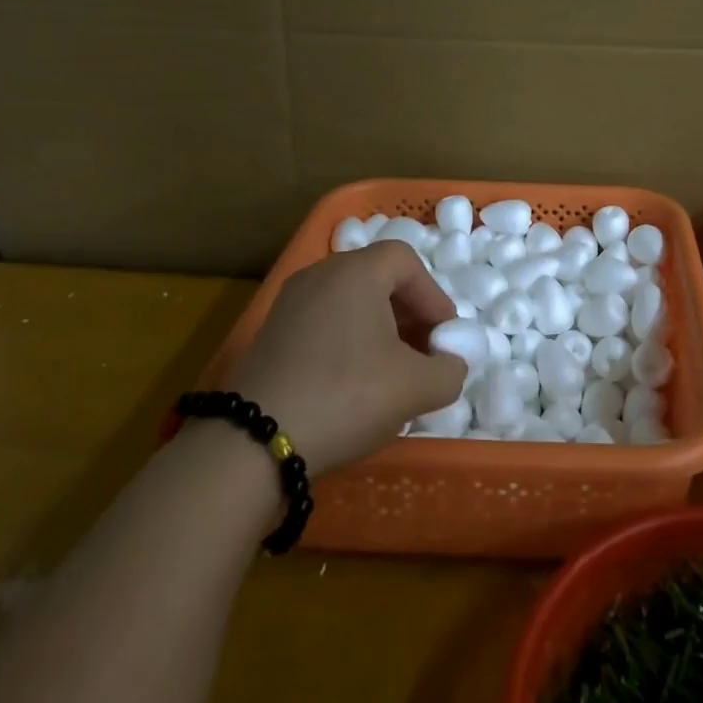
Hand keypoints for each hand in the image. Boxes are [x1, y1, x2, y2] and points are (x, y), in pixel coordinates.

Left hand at [222, 241, 464, 474]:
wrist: (253, 442)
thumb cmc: (345, 396)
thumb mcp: (415, 388)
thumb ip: (449, 371)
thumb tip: (450, 364)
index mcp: (356, 271)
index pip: (406, 261)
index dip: (432, 295)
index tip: (444, 335)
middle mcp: (321, 274)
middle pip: (377, 277)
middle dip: (408, 312)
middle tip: (423, 350)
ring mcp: (290, 302)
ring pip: (349, 300)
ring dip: (379, 327)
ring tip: (391, 369)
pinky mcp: (270, 333)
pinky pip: (323, 321)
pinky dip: (348, 339)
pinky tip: (353, 382)